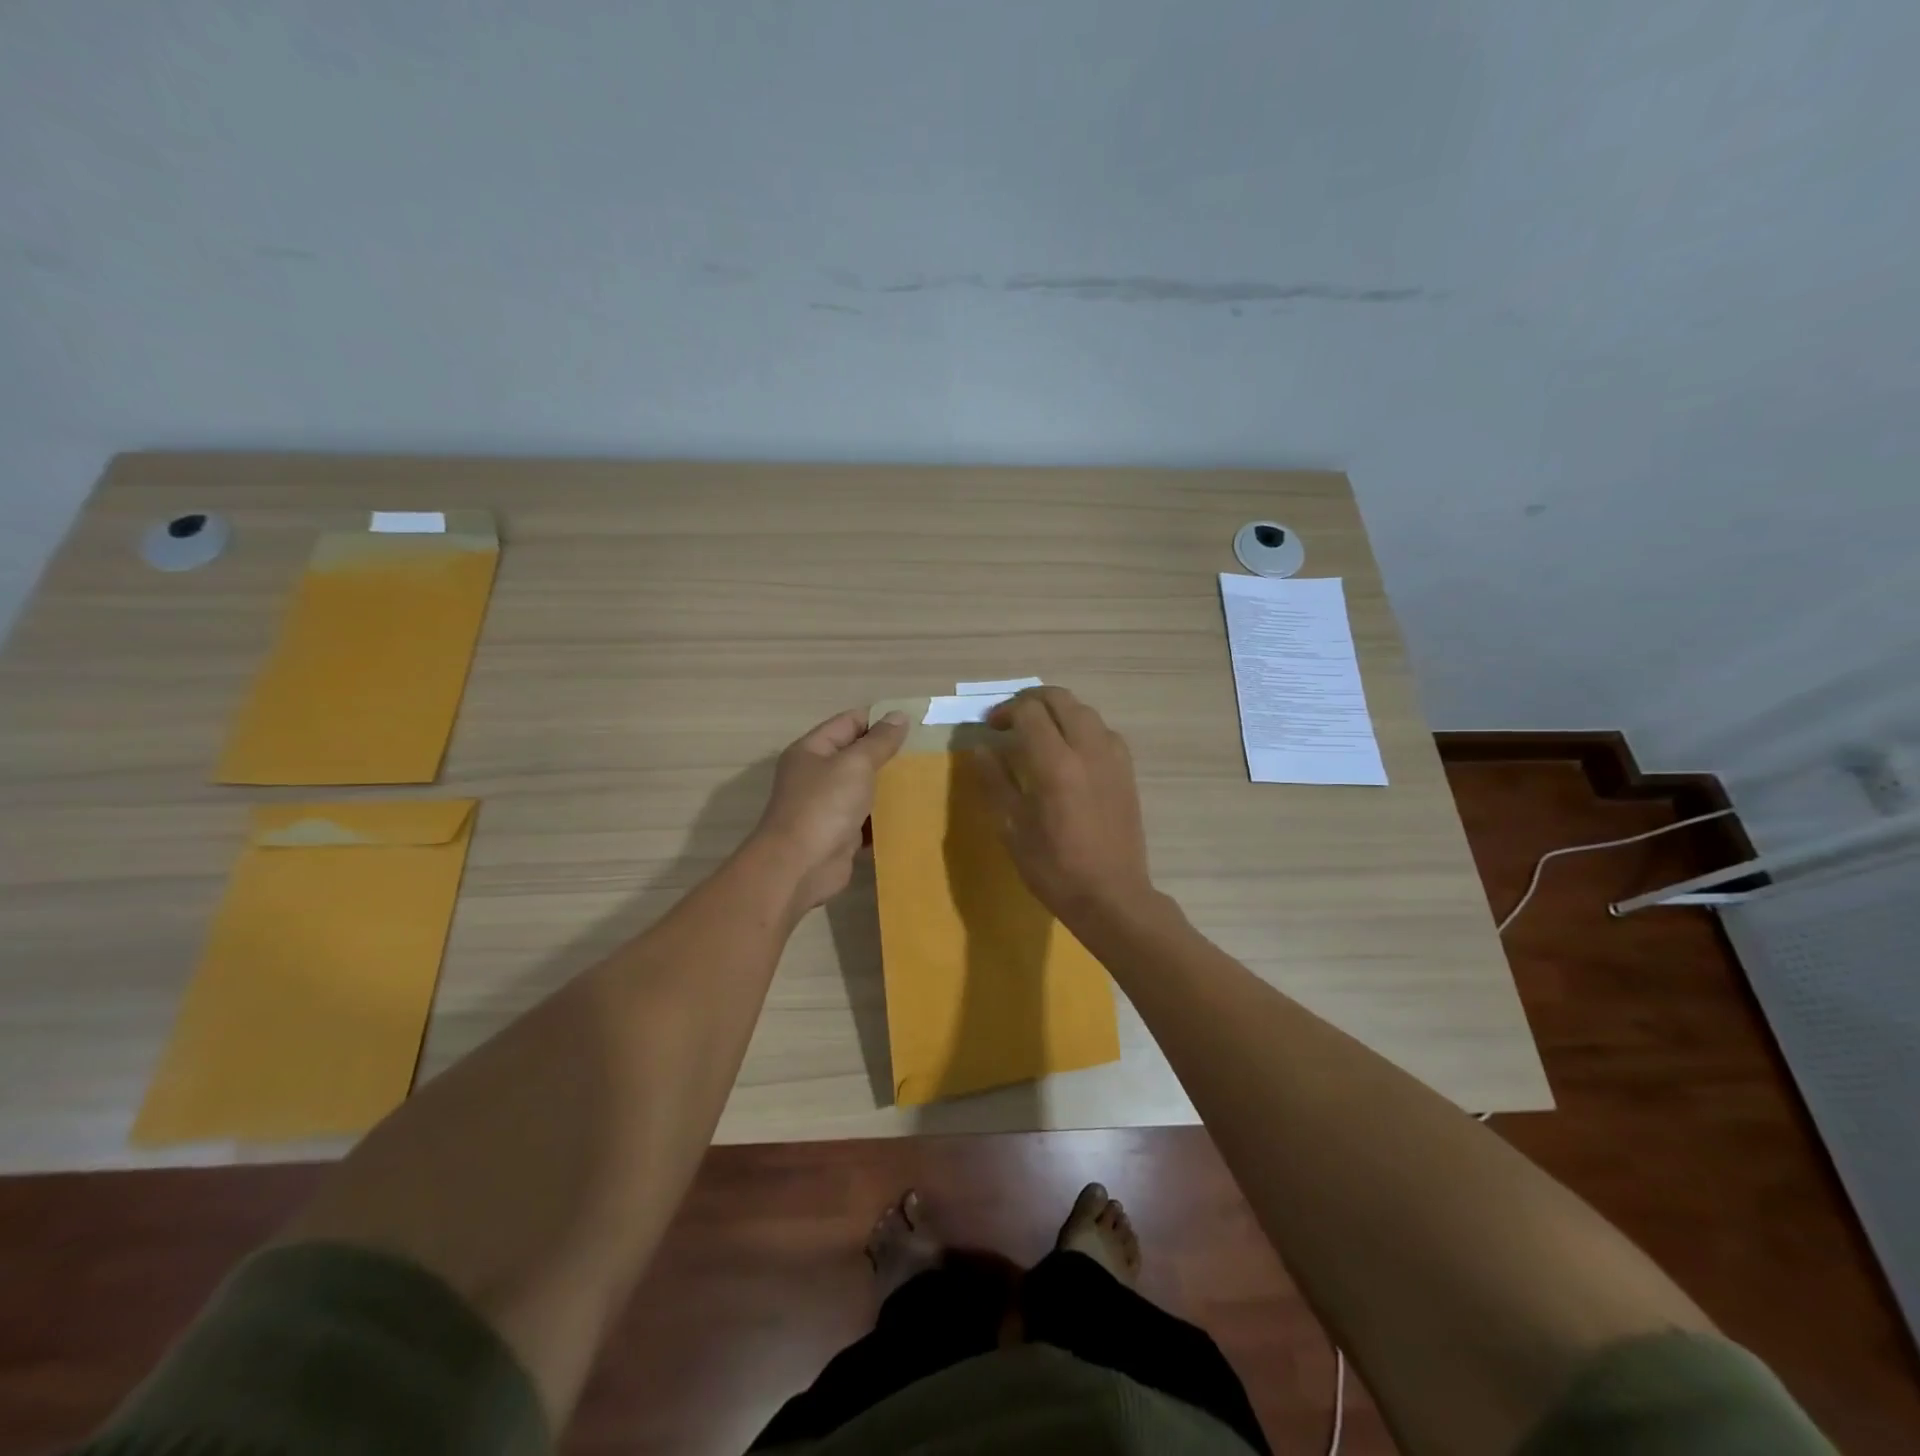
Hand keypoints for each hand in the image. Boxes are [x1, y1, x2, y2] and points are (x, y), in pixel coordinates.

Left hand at [753, 708, 908, 909]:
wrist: (799, 868)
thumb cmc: (824, 806)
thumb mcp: (855, 764)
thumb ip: (879, 741)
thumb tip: (899, 715)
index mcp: (812, 750)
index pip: (849, 722)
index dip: (880, 719)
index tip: (916, 724)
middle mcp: (816, 775)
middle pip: (857, 756)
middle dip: (889, 754)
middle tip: (926, 753)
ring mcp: (827, 807)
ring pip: (864, 789)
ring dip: (890, 788)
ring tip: (926, 780)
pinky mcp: (839, 835)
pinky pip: (867, 820)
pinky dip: (885, 818)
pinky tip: (913, 815)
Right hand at [973, 687, 1154, 924]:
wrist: (1112, 896)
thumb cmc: (1055, 868)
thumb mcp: (1012, 829)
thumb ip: (995, 782)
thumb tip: (981, 749)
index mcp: (1055, 763)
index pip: (1029, 711)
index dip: (1005, 711)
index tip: (991, 727)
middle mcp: (1087, 749)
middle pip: (1059, 699)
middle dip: (1031, 700)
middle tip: (1011, 720)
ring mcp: (1112, 757)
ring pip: (1084, 711)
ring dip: (1058, 712)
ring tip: (1039, 733)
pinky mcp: (1127, 771)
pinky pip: (1103, 731)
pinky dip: (1081, 728)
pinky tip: (1070, 753)